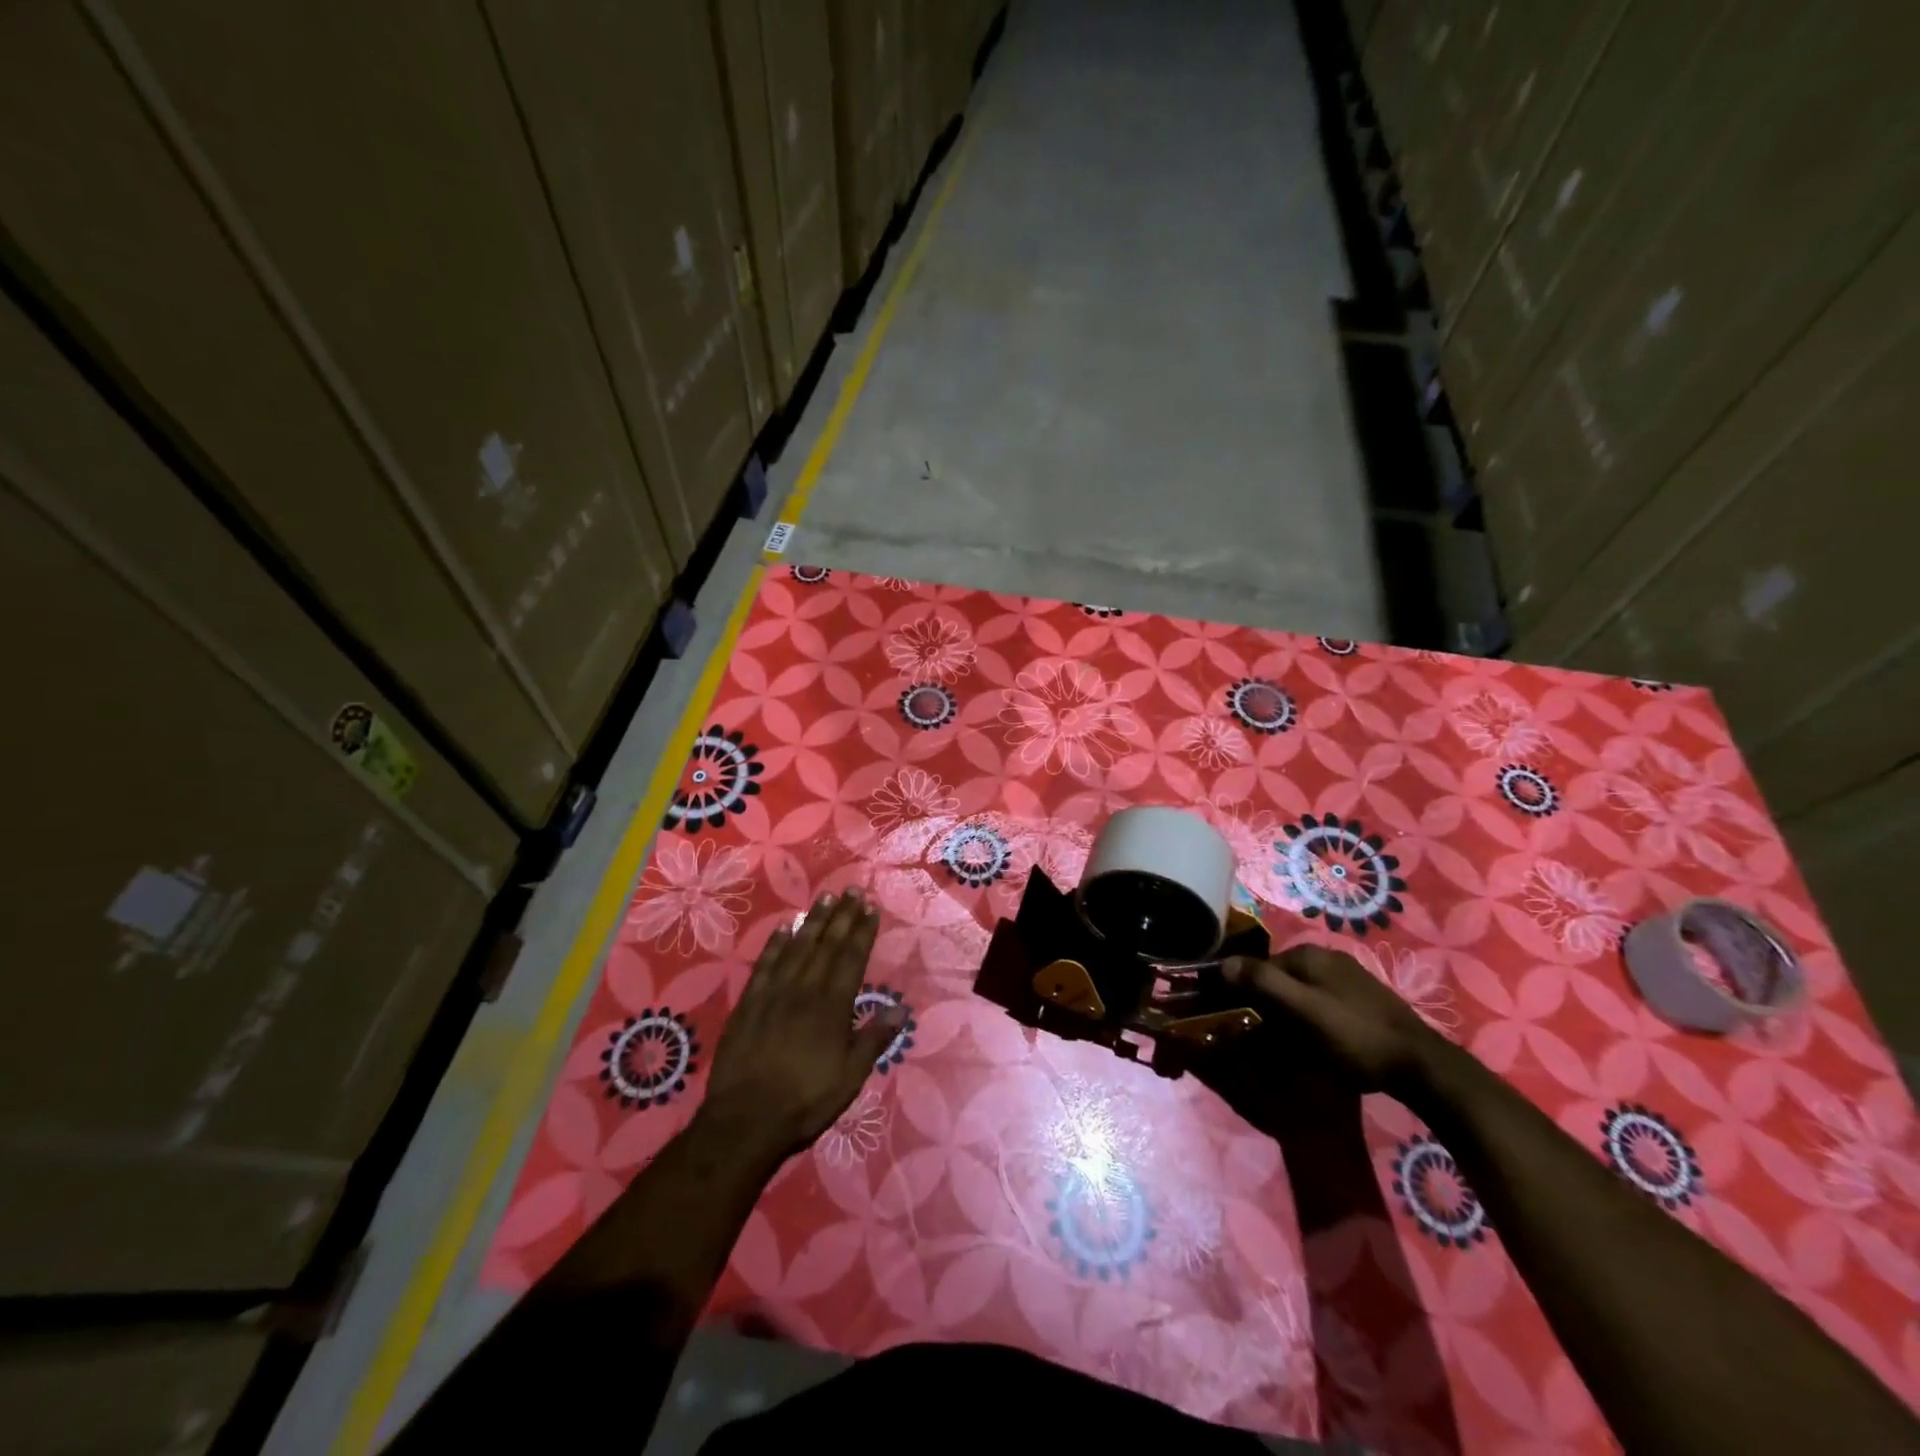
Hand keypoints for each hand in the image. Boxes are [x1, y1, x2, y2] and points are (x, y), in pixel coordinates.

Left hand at [703, 890, 900, 1161]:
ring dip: (813, 922)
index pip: (852, 958)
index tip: (869, 907)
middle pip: (827, 945)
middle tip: (851, 890)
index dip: (862, 931)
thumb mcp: (850, 1077)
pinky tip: (784, 927)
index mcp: (833, 1006)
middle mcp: (806, 990)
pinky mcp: (749, 1002)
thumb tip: (900, 1008)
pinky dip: (776, 943)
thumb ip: (874, 1039)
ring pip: (798, 947)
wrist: (746, 1119)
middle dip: (842, 916)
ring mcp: (774, 993)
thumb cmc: (806, 1100)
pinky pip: (765, 963)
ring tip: (825, 899)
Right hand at [1223, 943, 1445, 1094]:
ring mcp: (1348, 976)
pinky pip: (1322, 1002)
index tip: (1241, 1023)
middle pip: (1281, 979)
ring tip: (1290, 1047)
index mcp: (1309, 954)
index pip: (1259, 967)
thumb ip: (1263, 983)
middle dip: (1269, 1006)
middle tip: (1266, 1040)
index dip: (1246, 993)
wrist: (1422, 1065)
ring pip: (1301, 992)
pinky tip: (1319, 1043)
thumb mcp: (1303, 1010)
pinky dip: (1311, 1019)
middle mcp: (1327, 956)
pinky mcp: (1364, 997)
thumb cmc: (1355, 1036)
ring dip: (1290, 1015)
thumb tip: (1221, 963)